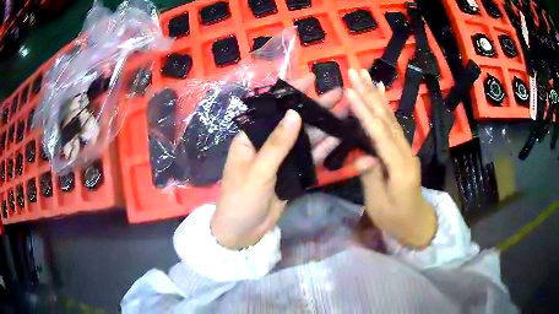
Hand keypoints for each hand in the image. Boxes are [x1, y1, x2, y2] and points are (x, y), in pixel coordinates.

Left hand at [211, 74, 342, 249]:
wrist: (242, 232)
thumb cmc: (241, 199)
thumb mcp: (257, 171)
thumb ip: (277, 144)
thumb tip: (294, 114)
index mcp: (251, 138)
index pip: (272, 108)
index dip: (291, 92)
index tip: (310, 78)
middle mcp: (268, 144)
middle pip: (294, 121)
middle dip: (315, 107)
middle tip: (338, 93)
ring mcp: (283, 159)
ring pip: (306, 138)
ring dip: (324, 126)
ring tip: (345, 111)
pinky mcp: (293, 174)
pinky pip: (311, 158)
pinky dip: (324, 149)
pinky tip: (339, 137)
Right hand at [346, 69, 436, 248]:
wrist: (416, 222)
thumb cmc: (395, 218)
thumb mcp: (379, 205)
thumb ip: (371, 178)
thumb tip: (363, 156)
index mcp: (399, 167)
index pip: (379, 134)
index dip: (364, 111)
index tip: (350, 91)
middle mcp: (405, 152)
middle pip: (387, 118)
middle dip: (370, 93)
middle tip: (356, 71)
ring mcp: (406, 149)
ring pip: (391, 117)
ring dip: (377, 95)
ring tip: (366, 75)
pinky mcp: (403, 149)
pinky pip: (394, 124)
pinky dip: (386, 107)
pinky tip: (381, 95)